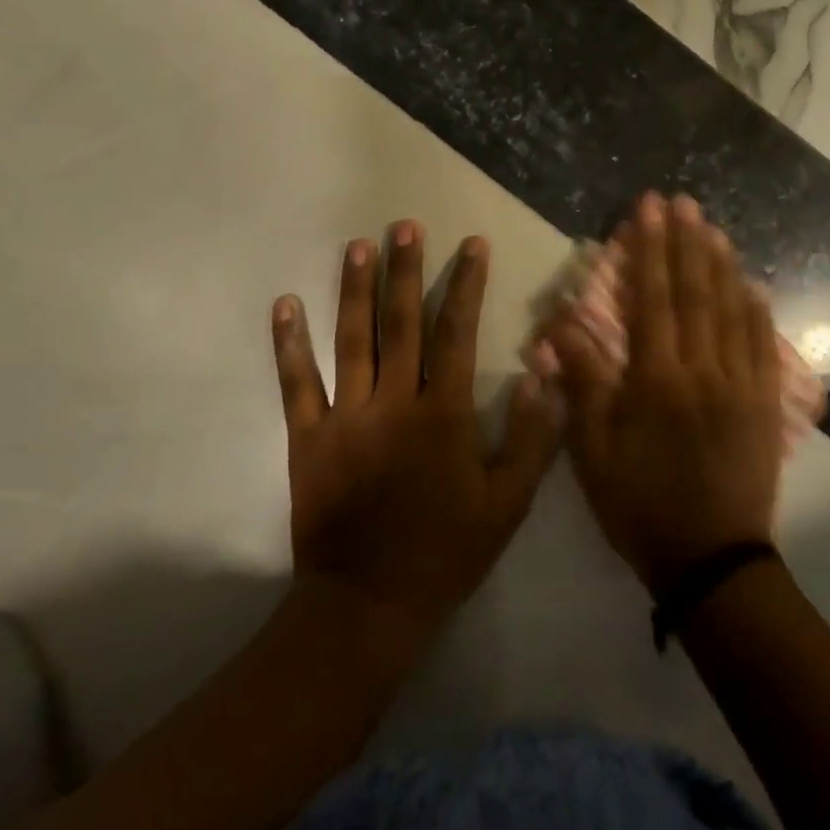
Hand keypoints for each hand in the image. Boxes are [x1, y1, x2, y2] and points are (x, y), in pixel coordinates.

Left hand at [271, 222, 560, 639]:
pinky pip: (296, 383)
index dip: (467, 286)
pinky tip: (285, 304)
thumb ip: (532, 435)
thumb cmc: (447, 551)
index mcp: (444, 414)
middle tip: (406, 225)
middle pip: (401, 324)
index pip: (457, 334)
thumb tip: (544, 371)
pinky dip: (289, 343)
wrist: (369, 604)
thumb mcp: (508, 502)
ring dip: (355, 290)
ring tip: (358, 246)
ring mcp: (346, 417)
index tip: (471, 245)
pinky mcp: (308, 438)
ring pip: (351, 341)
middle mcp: (394, 402)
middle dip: (407, 270)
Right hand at [547, 195, 783, 593]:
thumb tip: (560, 324)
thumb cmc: (640, 505)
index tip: (647, 209)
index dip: (648, 249)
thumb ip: (582, 382)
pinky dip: (756, 309)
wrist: (711, 559)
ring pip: (731, 310)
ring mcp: (740, 384)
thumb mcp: (593, 452)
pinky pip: (762, 345)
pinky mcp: (763, 404)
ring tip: (712, 226)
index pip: (651, 298)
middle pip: (694, 292)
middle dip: (685, 242)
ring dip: (721, 264)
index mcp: (656, 378)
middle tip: (682, 201)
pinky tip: (752, 284)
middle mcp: (702, 369)